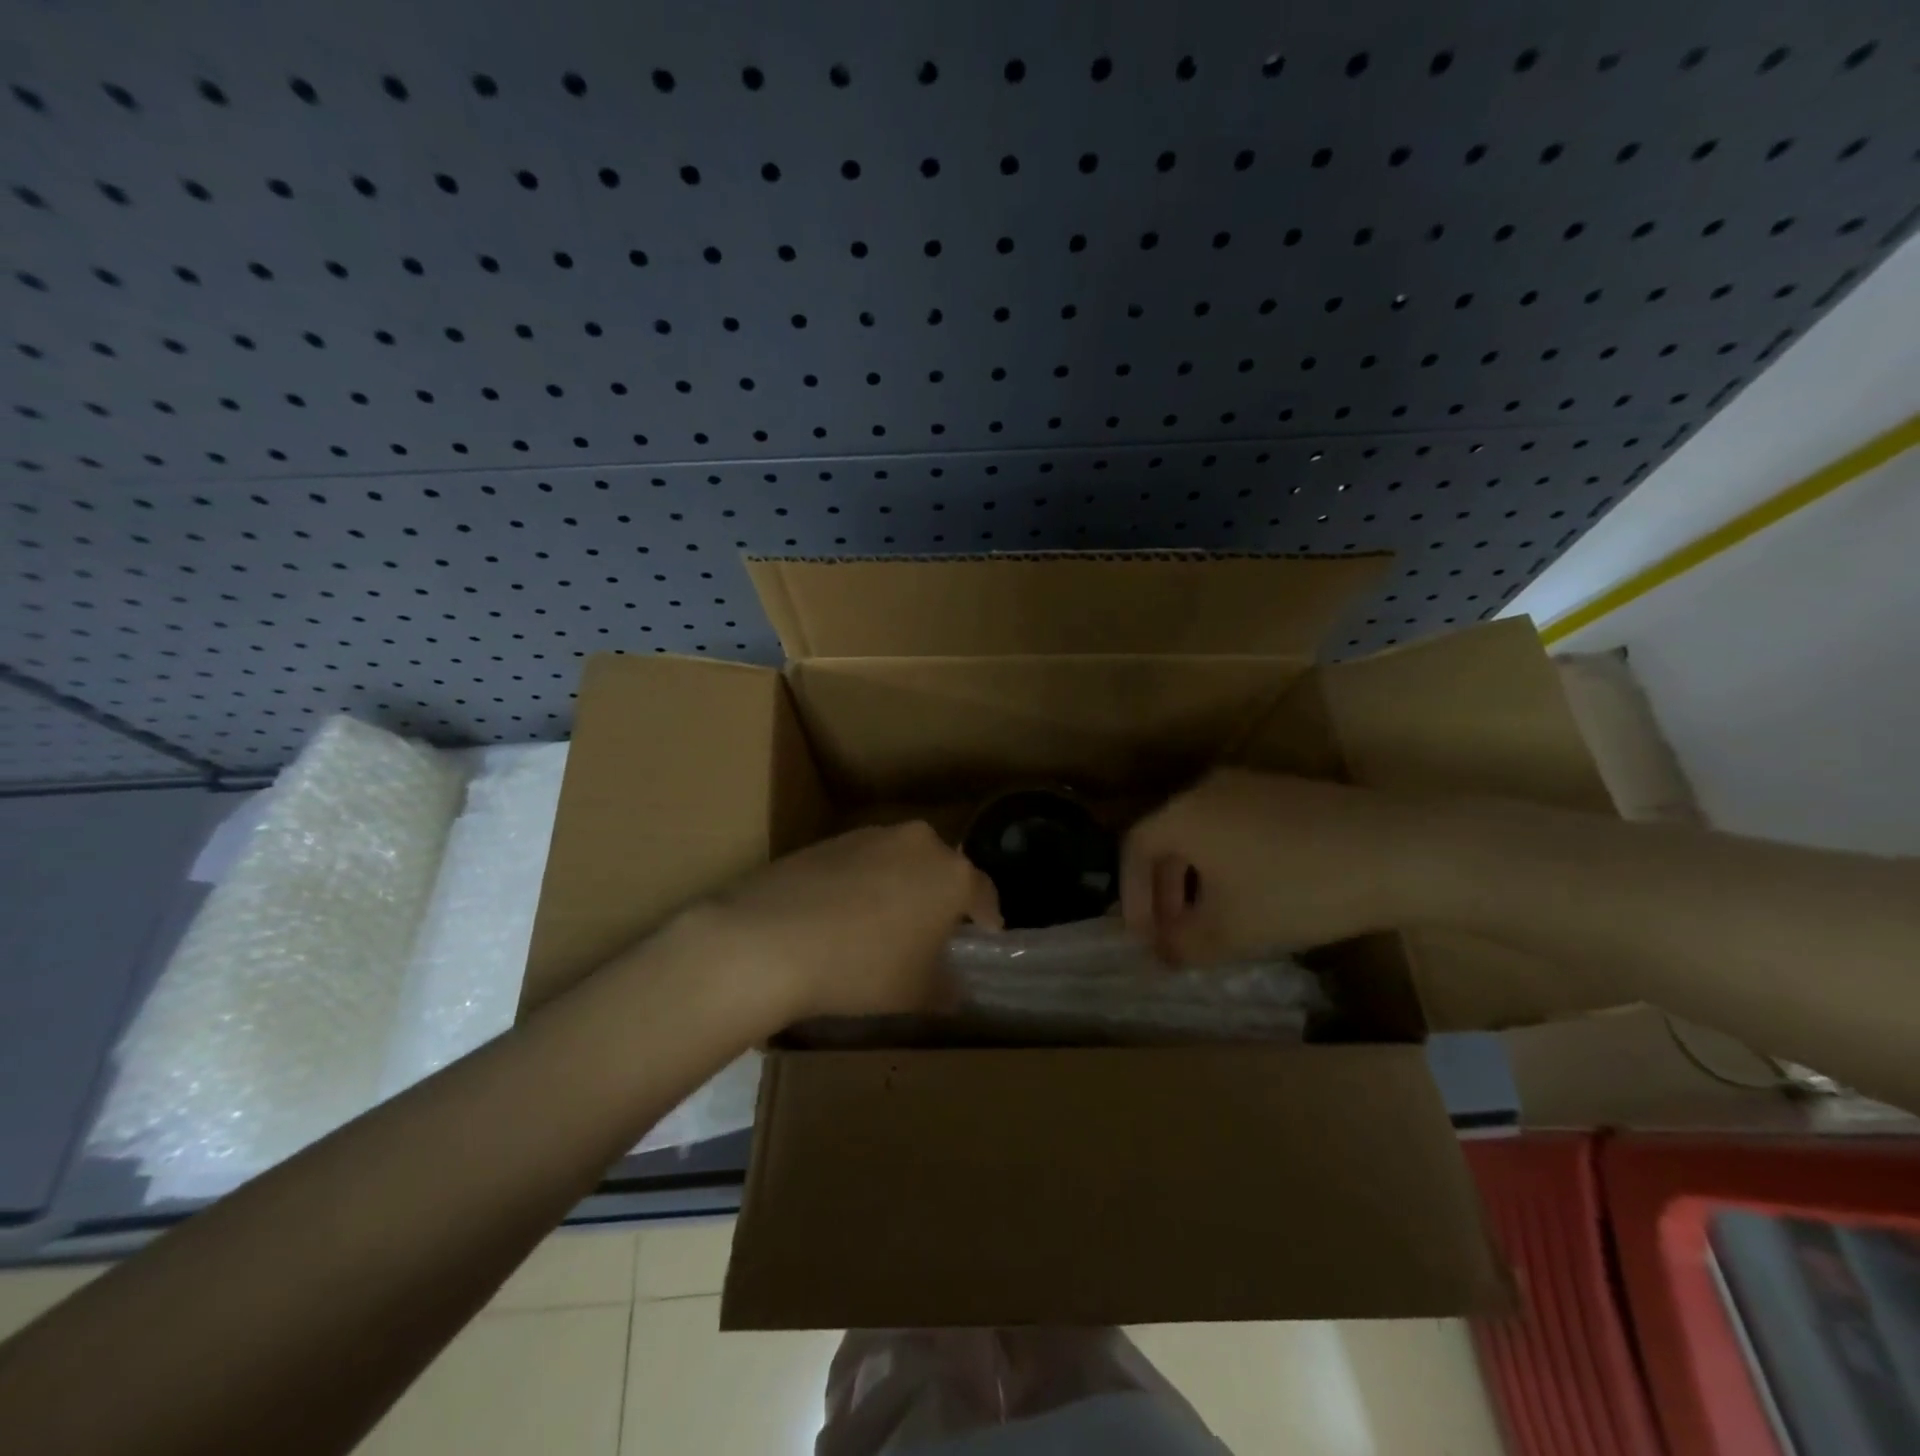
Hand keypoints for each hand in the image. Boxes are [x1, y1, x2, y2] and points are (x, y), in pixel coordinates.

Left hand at [676, 822, 1001, 1022]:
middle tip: (934, 932)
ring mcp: (869, 835)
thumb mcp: (914, 992)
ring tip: (883, 925)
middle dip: (941, 898)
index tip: (987, 934)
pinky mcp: (828, 839)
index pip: (984, 892)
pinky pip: (862, 862)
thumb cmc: (862, 967)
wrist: (768, 938)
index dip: (988, 917)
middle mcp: (917, 842)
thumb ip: (945, 988)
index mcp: (951, 873)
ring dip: (900, 887)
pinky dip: (863, 884)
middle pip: (941, 870)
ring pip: (900, 862)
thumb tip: (954, 988)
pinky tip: (842, 916)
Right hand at [1121, 769, 1423, 962]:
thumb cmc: (1296, 889)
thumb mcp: (1231, 930)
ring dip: (1197, 881)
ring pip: (1204, 835)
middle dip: (1163, 893)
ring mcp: (1252, 786)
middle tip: (1174, 935)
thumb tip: (1164, 952)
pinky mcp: (1289, 794)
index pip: (1134, 849)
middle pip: (1168, 839)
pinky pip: (1237, 829)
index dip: (1132, 898)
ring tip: (1213, 922)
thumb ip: (1183, 945)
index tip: (1144, 940)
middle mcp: (1209, 789)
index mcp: (1183, 813)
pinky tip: (1256, 898)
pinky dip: (1229, 865)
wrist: (1397, 851)